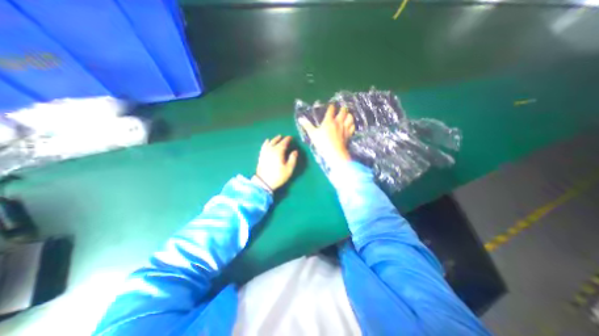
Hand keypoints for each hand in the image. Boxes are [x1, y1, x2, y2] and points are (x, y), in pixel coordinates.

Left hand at [253, 134, 297, 191]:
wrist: (264, 182)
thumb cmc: (278, 176)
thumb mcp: (289, 169)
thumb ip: (293, 159)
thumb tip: (295, 151)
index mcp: (278, 152)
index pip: (284, 143)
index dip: (288, 139)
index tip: (291, 137)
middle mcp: (271, 149)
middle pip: (276, 141)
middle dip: (281, 138)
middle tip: (285, 137)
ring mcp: (265, 152)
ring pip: (269, 142)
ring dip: (274, 139)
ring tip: (277, 137)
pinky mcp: (261, 156)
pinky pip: (264, 146)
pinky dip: (266, 143)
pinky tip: (267, 141)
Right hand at [300, 103, 354, 162]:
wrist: (334, 152)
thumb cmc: (322, 143)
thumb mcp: (312, 134)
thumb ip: (307, 126)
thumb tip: (300, 118)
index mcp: (329, 121)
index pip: (331, 110)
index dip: (331, 106)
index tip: (332, 105)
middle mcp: (338, 122)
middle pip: (342, 112)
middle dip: (342, 109)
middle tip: (342, 107)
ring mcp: (345, 128)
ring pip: (350, 118)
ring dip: (349, 115)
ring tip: (348, 114)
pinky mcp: (349, 134)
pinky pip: (352, 127)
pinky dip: (352, 124)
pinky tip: (351, 125)